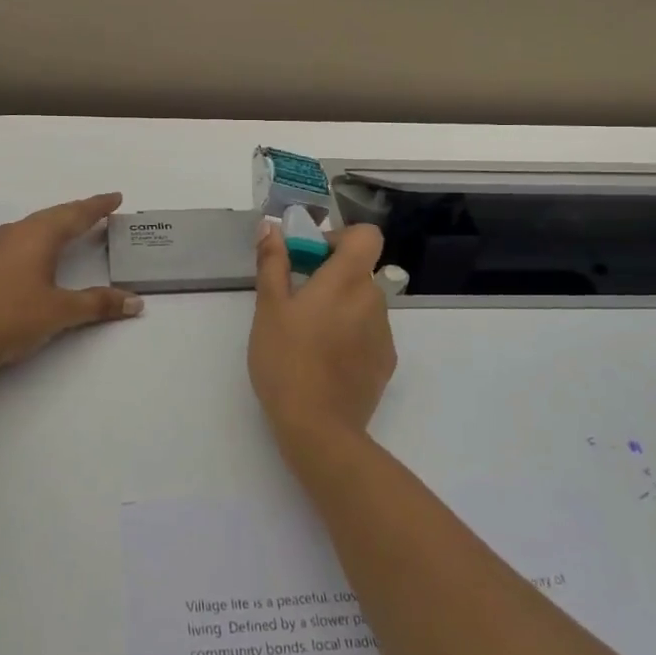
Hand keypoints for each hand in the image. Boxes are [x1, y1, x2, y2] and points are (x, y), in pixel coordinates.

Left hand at [0, 193, 143, 381]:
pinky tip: (44, 250)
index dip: (98, 206)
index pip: (75, 214)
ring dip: (60, 224)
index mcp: (37, 235)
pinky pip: (24, 237)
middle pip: (55, 215)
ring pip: (37, 225)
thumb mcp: (60, 311)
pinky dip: (44, 237)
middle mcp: (17, 232)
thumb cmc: (11, 318)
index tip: (116, 197)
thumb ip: (98, 303)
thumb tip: (136, 302)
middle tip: (103, 210)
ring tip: (78, 226)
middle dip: (80, 212)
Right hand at [248, 219, 396, 457]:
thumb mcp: (269, 308)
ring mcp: (384, 332)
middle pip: (359, 271)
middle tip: (296, 301)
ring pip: (363, 303)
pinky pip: (369, 332)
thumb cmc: (286, 359)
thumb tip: (271, 227)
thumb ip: (273, 262)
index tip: (311, 258)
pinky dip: (350, 335)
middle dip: (331, 277)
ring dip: (340, 307)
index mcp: (347, 280)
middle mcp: (374, 299)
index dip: (340, 238)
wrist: (318, 427)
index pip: (367, 236)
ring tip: (308, 338)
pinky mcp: (386, 361)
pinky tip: (325, 362)